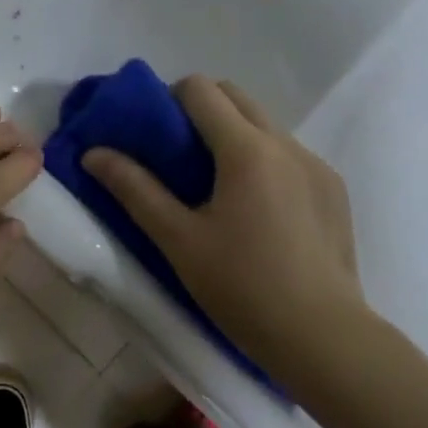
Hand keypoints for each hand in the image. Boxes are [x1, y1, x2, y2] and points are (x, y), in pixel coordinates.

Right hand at [82, 75, 369, 375]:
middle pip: (235, 96)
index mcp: (247, 149)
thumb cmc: (242, 287)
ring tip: (217, 186)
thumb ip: (134, 189)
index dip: (169, 98)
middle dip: (201, 109)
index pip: (201, 89)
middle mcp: (286, 143)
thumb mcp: (178, 240)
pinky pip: (289, 153)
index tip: (154, 134)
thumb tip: (93, 153)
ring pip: (265, 124)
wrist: (324, 338)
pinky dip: (264, 160)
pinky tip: (257, 209)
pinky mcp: (334, 189)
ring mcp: (316, 165)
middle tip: (178, 155)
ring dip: (234, 134)